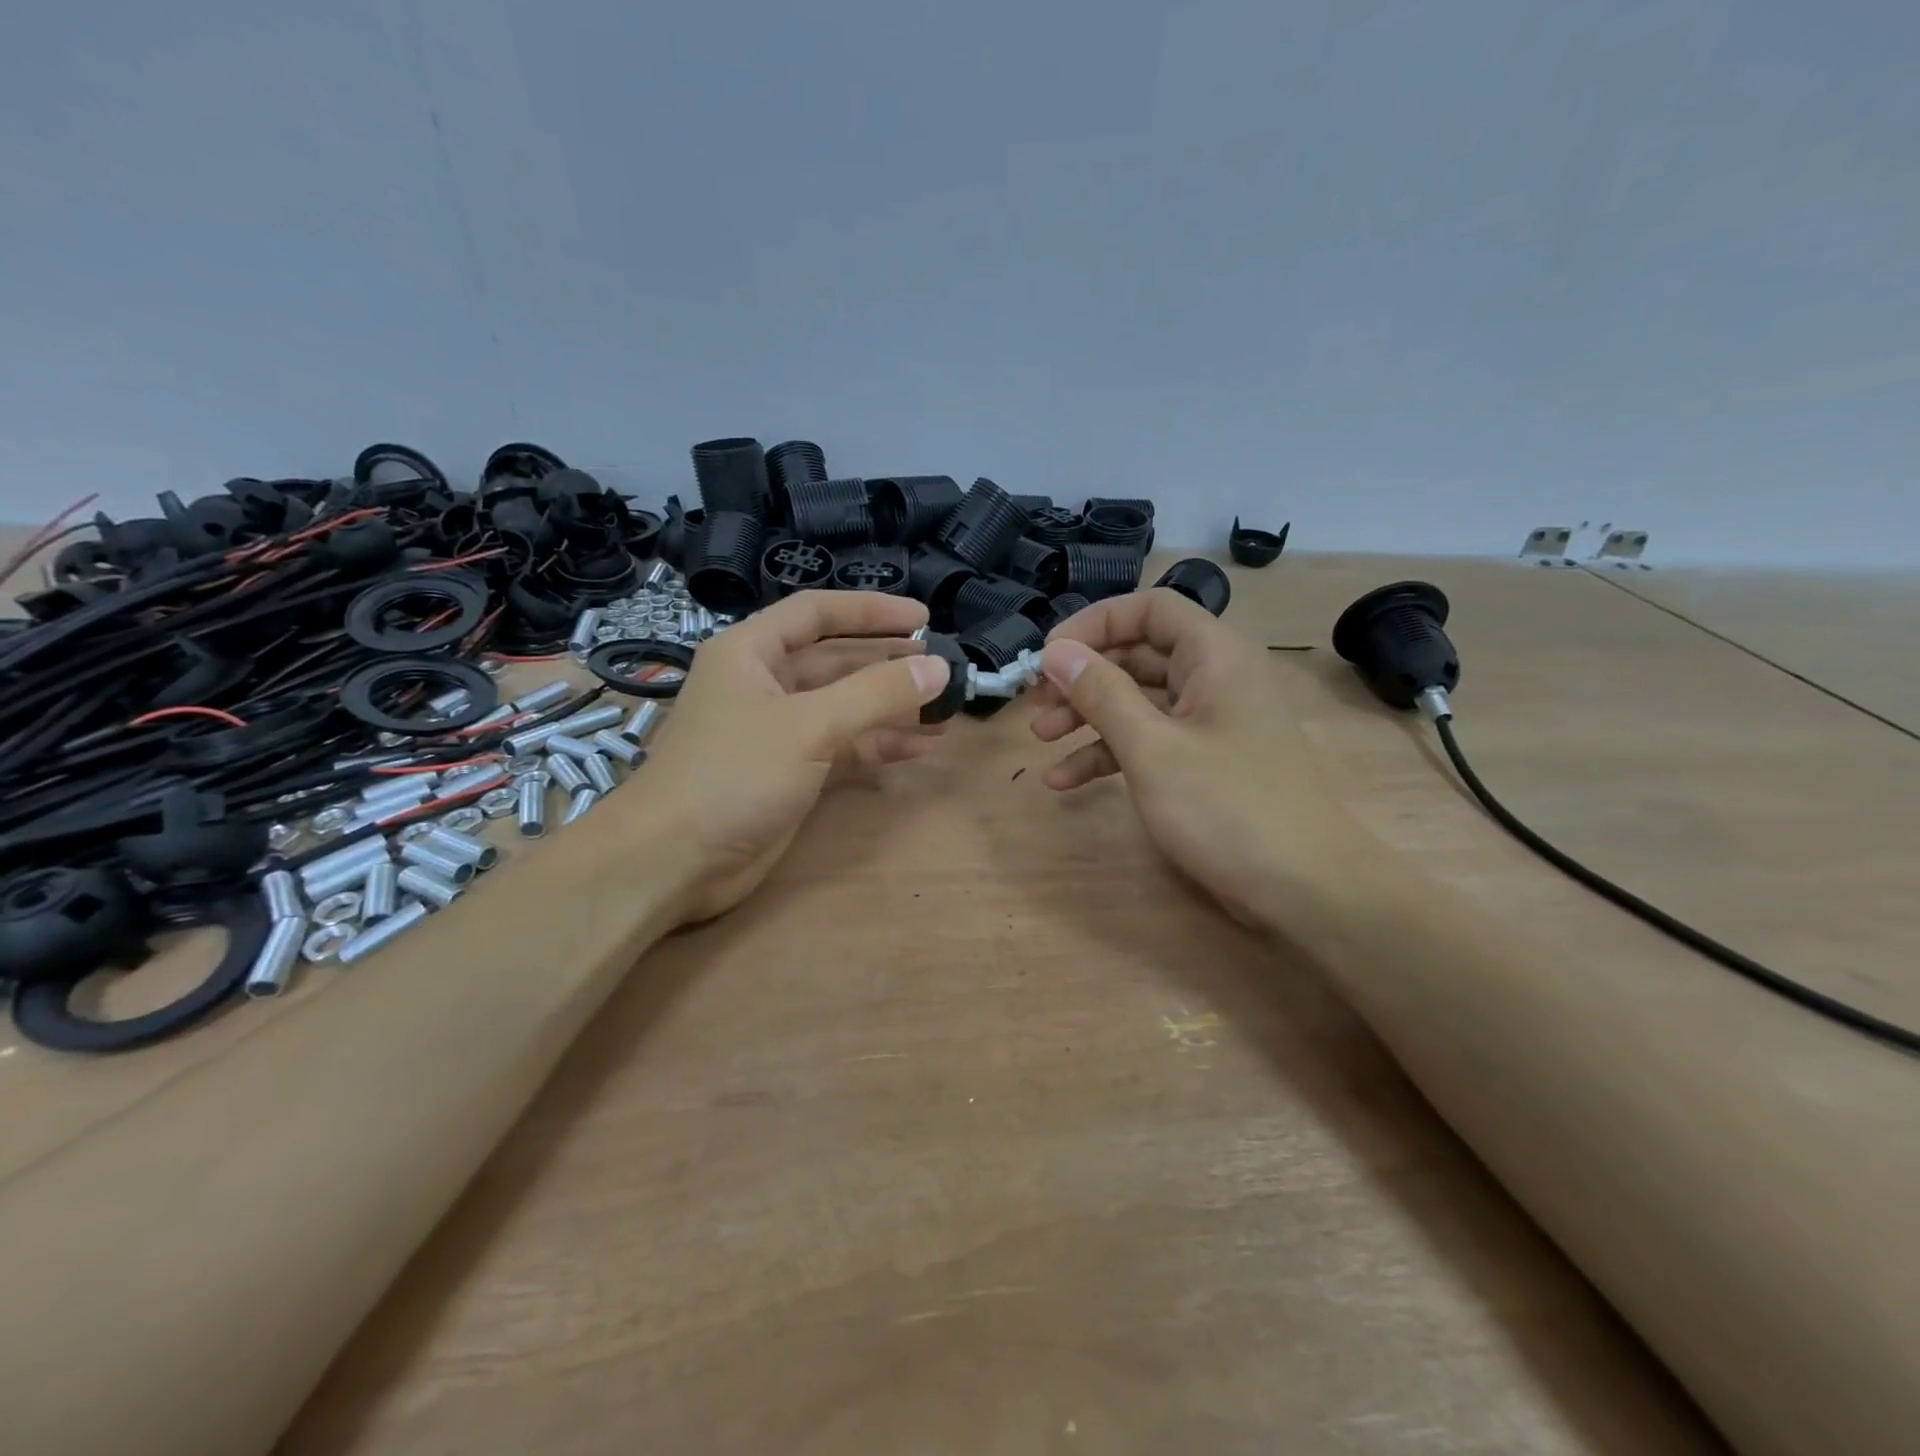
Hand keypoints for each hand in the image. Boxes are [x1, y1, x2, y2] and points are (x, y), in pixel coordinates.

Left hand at [639, 591, 948, 922]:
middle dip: (888, 664)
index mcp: (751, 652)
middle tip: (942, 666)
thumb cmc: (732, 774)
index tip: (923, 619)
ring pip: (845, 707)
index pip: (817, 613)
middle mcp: (764, 684)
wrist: (674, 861)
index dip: (871, 611)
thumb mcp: (809, 725)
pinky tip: (920, 746)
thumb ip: (876, 694)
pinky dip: (879, 745)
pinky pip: (843, 747)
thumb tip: (938, 666)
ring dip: (891, 709)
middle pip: (836, 662)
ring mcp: (777, 732)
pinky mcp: (790, 773)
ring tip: (945, 710)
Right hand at [1028, 588, 1358, 929]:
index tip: (1049, 657)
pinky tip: (1066, 780)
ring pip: (1139, 701)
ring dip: (1088, 716)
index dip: (1095, 624)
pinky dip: (1110, 753)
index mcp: (1215, 657)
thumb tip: (1056, 652)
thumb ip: (1101, 693)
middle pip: (1139, 655)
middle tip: (1036, 701)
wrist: (1303, 888)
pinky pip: (1151, 741)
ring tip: (1041, 738)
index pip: (1150, 609)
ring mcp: (1212, 722)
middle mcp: (1216, 678)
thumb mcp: (1152, 748)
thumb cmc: (1226, 807)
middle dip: (1083, 677)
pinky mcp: (1206, 762)